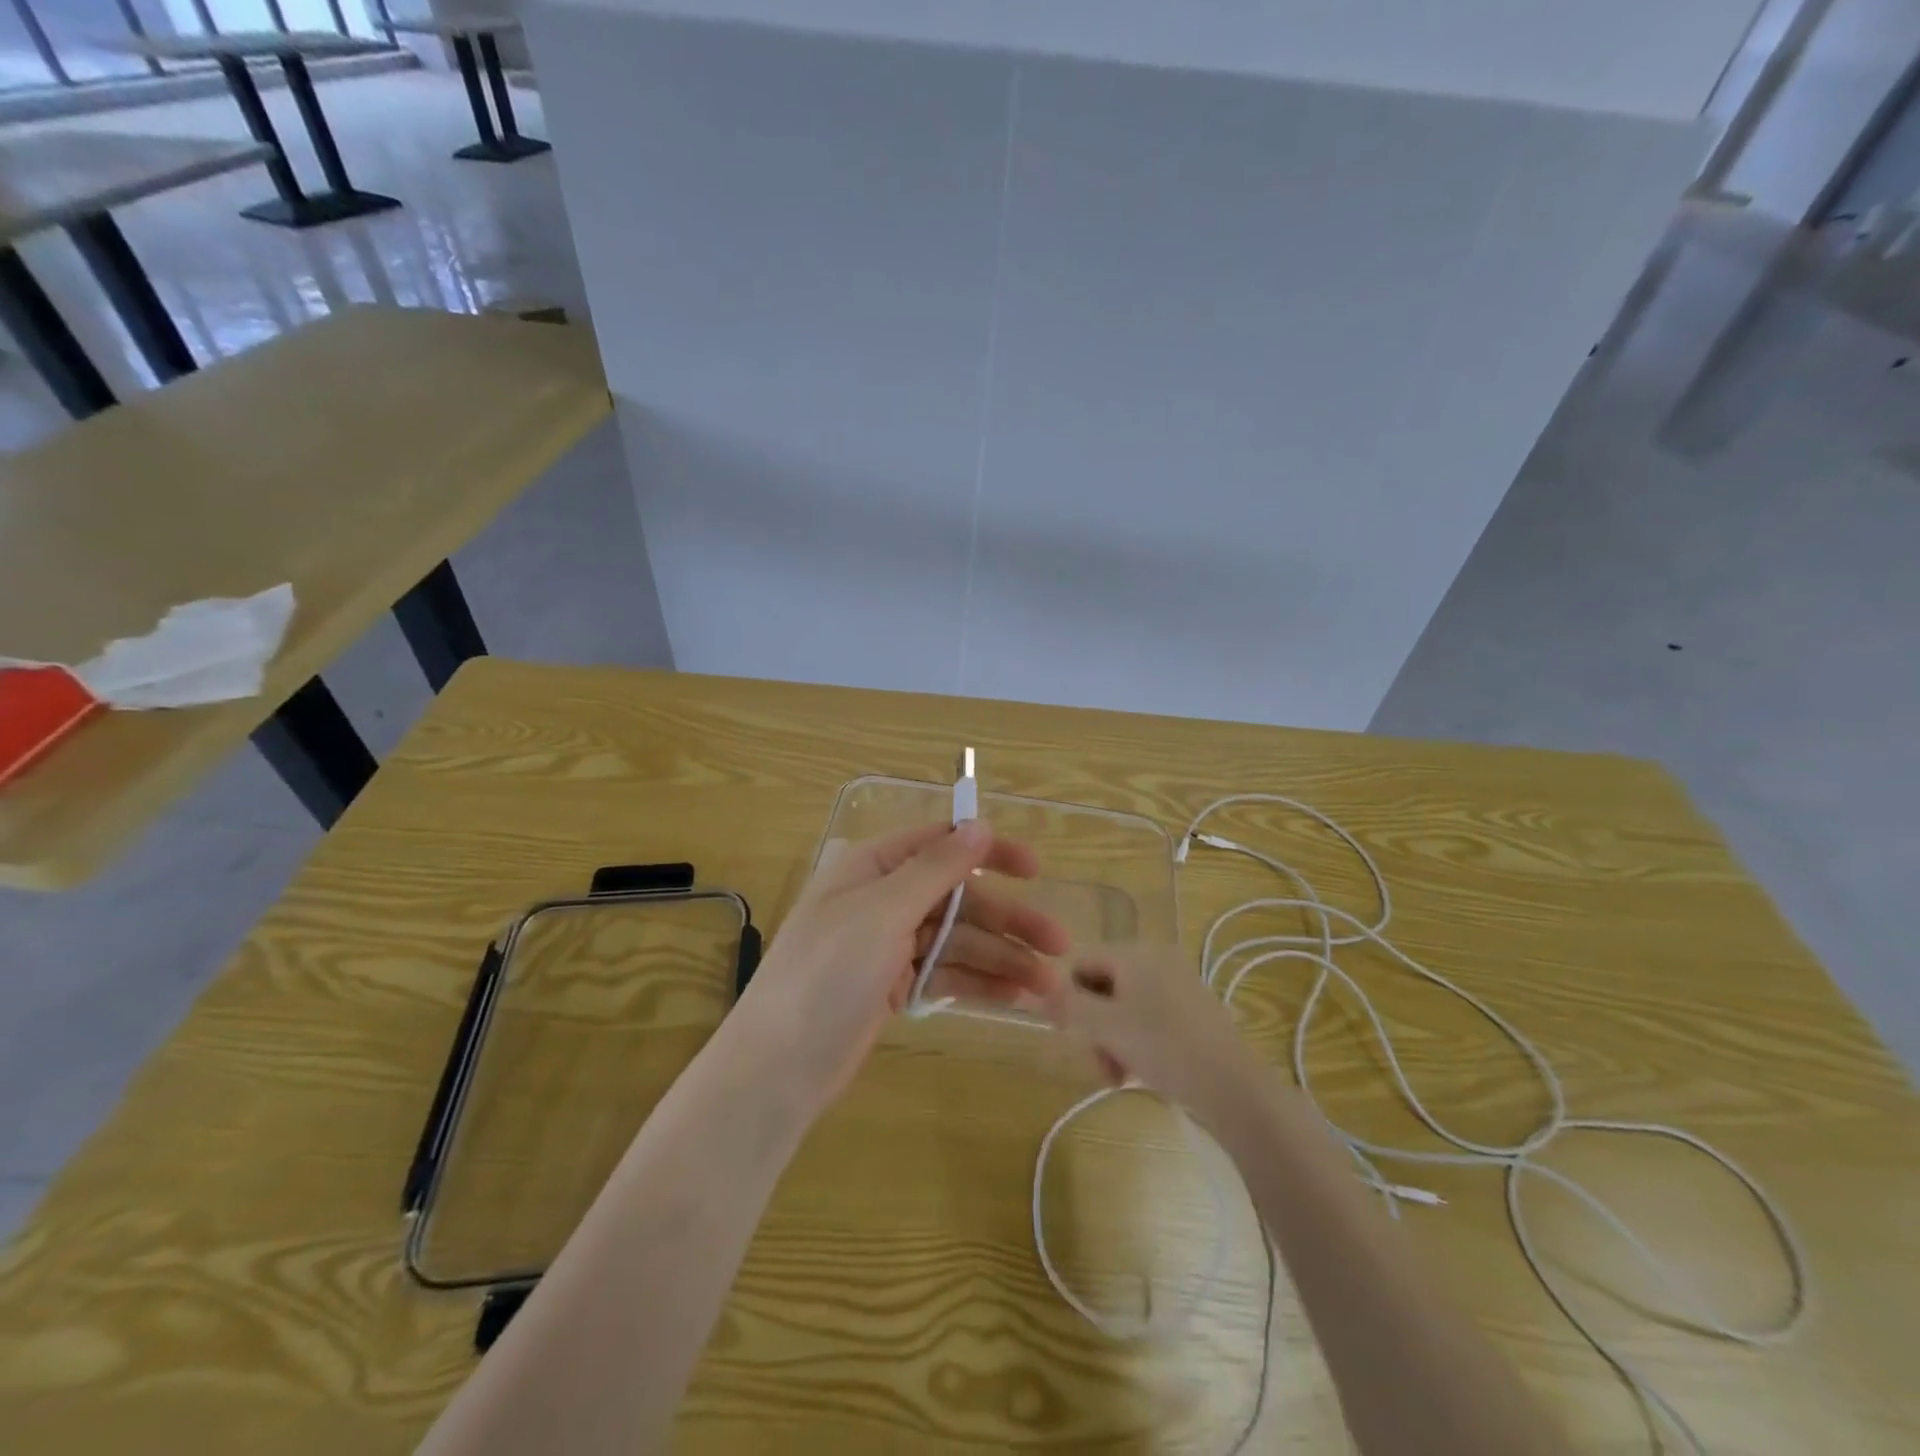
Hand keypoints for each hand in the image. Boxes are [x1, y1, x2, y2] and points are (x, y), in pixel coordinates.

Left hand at [734, 822, 1071, 1112]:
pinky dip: (980, 984)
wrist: (779, 1066)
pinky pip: (947, 974)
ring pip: (958, 941)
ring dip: (1003, 959)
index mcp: (873, 868)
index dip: (988, 852)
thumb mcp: (883, 912)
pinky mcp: (895, 987)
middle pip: (958, 899)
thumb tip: (978, 824)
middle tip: (1059, 944)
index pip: (939, 844)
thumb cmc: (827, 974)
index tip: (1035, 870)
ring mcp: (889, 946)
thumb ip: (936, 868)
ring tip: (1049, 988)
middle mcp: (883, 900)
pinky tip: (1017, 999)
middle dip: (1007, 920)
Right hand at [1038, 945, 1268, 1127]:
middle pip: (1102, 986)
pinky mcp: (1194, 1008)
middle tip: (1101, 1065)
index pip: (1080, 962)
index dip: (1067, 998)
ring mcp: (1179, 982)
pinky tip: (1143, 1072)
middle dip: (1094, 1027)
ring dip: (1114, 1040)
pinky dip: (1138, 1041)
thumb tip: (1038, 989)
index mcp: (1135, 952)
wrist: (1233, 1086)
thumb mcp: (1105, 1027)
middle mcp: (1157, 957)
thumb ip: (1067, 1005)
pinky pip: (1150, 1016)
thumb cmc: (1164, 1048)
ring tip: (1120, 1076)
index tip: (1070, 1036)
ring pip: (1124, 1006)